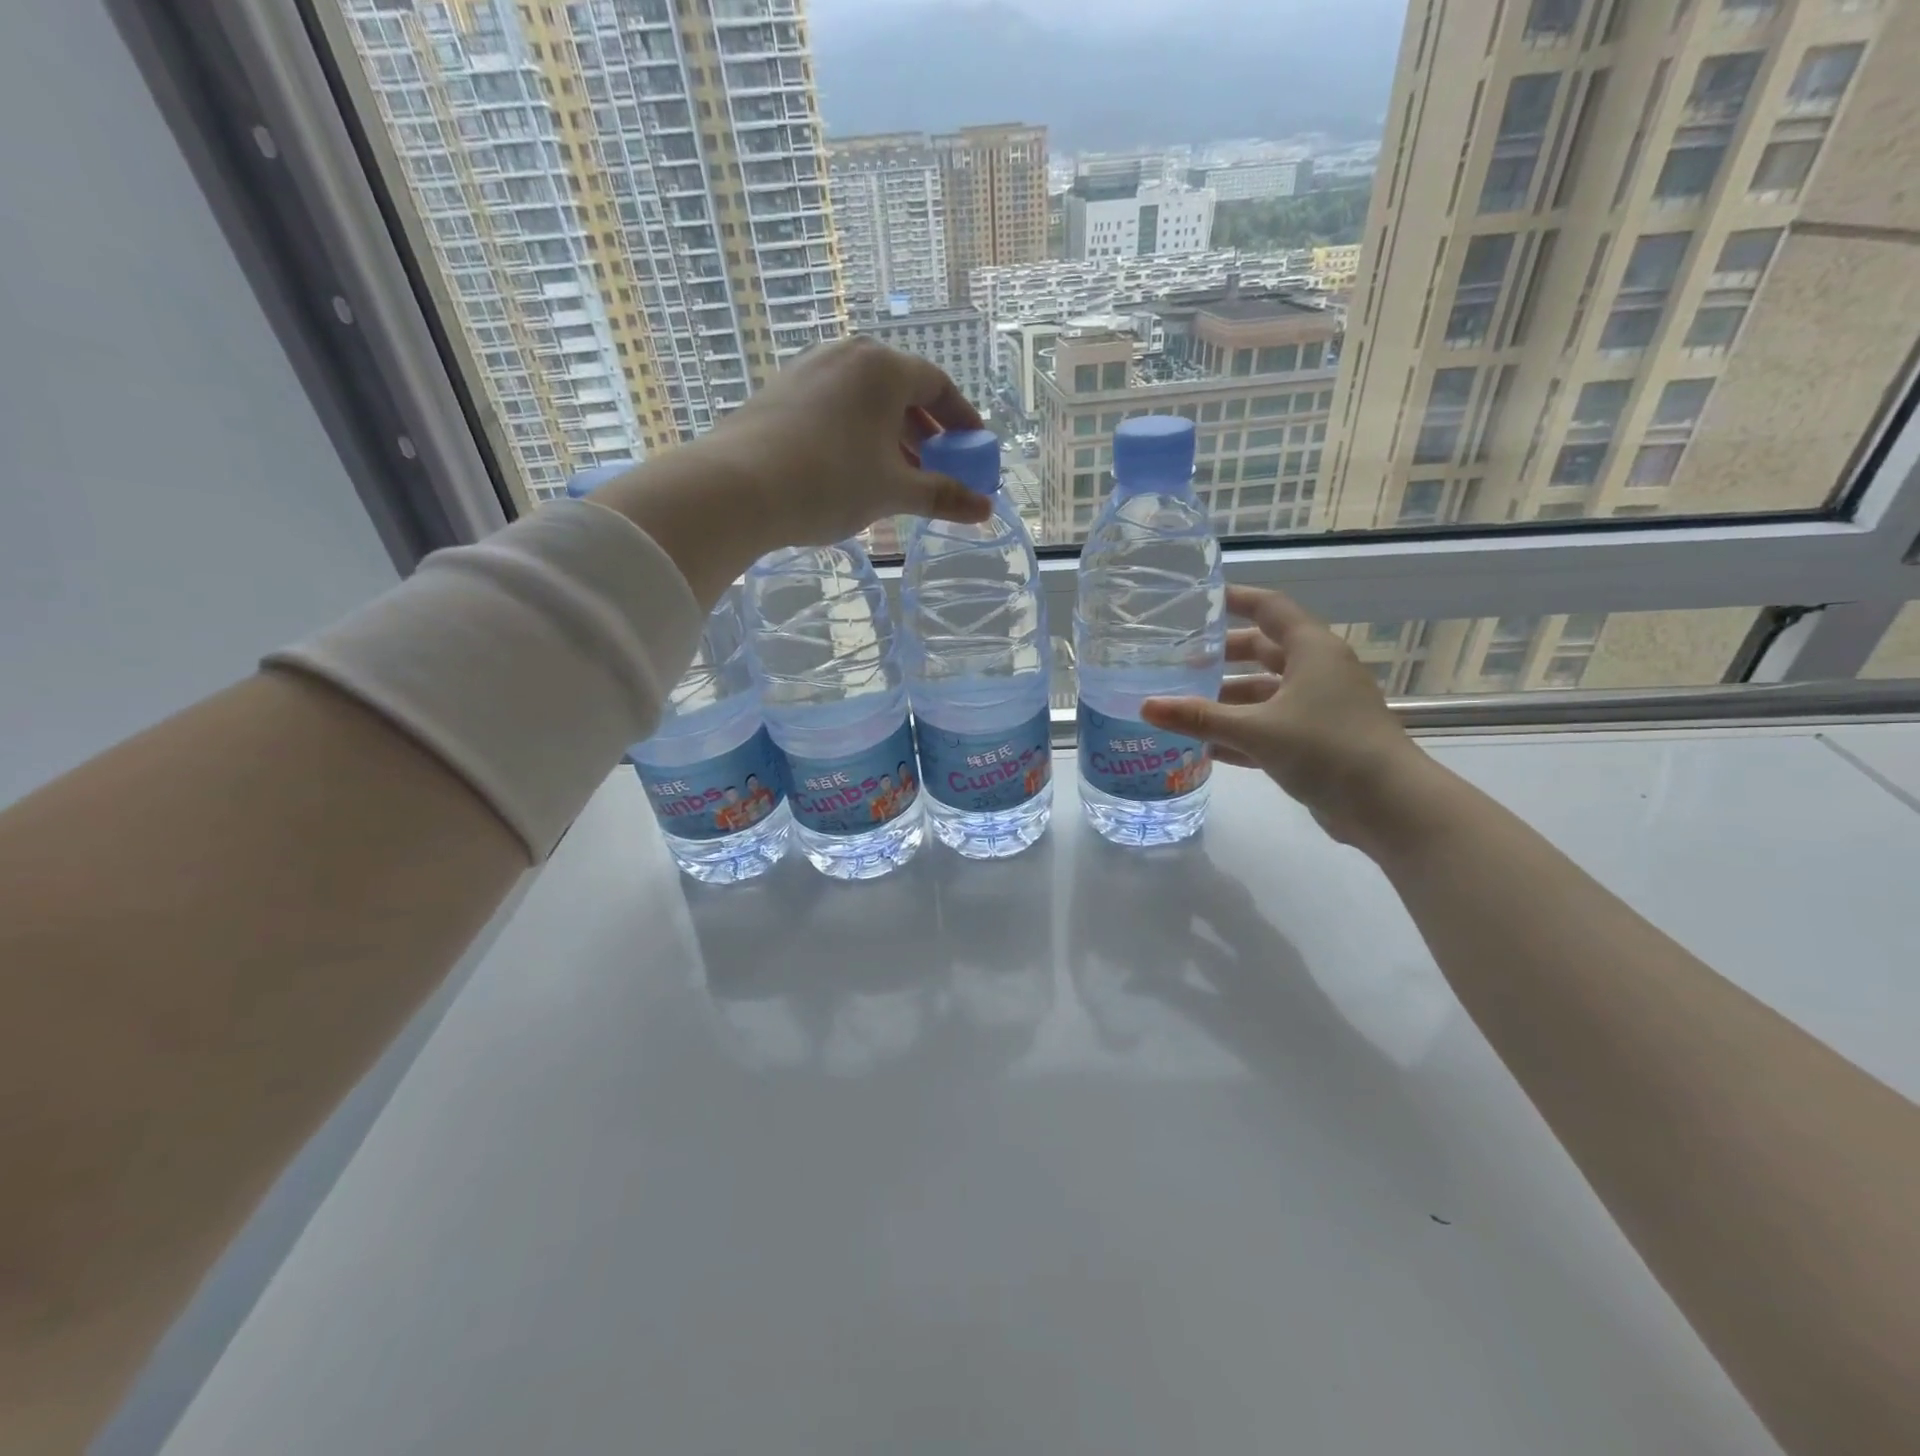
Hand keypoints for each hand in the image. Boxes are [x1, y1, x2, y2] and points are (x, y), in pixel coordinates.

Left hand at [696, 336, 992, 546]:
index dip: (961, 418)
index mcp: (882, 368)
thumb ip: (943, 496)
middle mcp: (846, 355)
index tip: (972, 448)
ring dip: (890, 434)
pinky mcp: (779, 391)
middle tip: (936, 465)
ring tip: (896, 473)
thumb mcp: (894, 491)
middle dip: (925, 430)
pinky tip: (851, 468)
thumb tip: (987, 508)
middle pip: (900, 389)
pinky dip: (856, 432)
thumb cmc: (830, 481)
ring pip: (864, 399)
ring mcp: (807, 369)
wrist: (738, 487)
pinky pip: (834, 406)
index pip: (937, 384)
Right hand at [1140, 586, 1435, 851]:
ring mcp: (1320, 708)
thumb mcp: (1256, 729)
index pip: (1270, 608)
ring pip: (1265, 694)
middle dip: (1222, 657)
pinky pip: (1271, 728)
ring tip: (1184, 709)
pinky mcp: (1318, 742)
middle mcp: (1318, 672)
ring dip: (1228, 701)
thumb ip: (1199, 718)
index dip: (1236, 599)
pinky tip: (1207, 750)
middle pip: (1263, 652)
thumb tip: (1146, 706)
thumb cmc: (1327, 748)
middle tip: (1179, 663)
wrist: (1389, 806)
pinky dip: (1242, 734)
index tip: (1199, 601)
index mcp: (1312, 650)